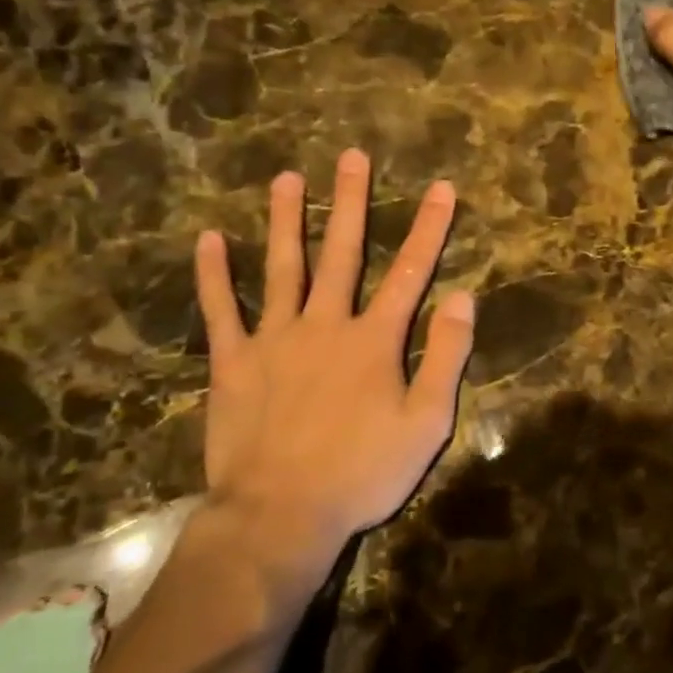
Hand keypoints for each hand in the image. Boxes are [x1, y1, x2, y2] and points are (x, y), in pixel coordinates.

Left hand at [192, 149, 474, 578]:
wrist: (280, 515)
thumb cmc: (362, 473)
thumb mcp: (426, 423)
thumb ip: (446, 356)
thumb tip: (463, 296)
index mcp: (374, 339)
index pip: (410, 272)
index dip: (429, 228)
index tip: (442, 188)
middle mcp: (325, 324)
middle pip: (343, 253)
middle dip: (352, 202)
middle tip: (352, 156)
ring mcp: (274, 339)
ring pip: (282, 267)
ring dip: (287, 220)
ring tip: (286, 178)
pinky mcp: (233, 362)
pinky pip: (221, 310)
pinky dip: (214, 274)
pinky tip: (209, 238)